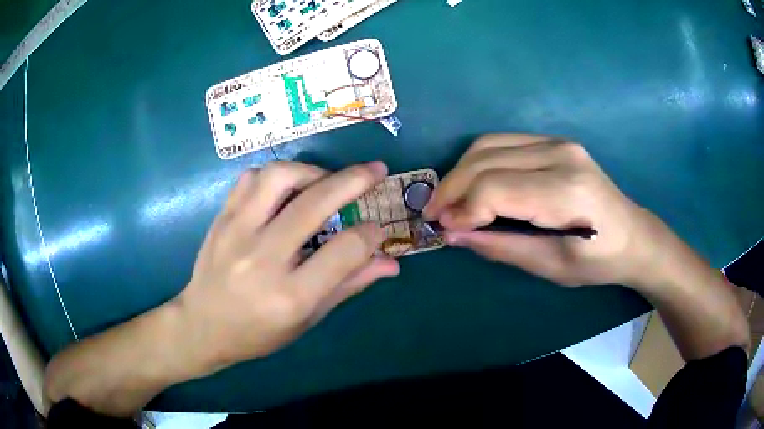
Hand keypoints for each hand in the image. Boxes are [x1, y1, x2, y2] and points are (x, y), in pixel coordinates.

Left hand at [176, 161, 399, 370]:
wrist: (201, 326)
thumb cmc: (257, 333)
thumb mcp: (307, 320)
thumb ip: (349, 285)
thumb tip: (391, 263)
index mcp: (291, 295)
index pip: (345, 250)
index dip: (371, 234)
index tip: (377, 229)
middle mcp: (263, 258)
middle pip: (316, 203)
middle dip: (354, 180)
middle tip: (375, 170)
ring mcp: (237, 232)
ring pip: (279, 176)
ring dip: (312, 171)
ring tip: (326, 180)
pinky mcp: (222, 218)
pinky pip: (251, 178)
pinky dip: (276, 175)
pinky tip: (286, 189)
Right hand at [425, 134, 660, 286]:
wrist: (632, 235)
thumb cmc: (597, 260)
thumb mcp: (551, 266)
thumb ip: (501, 246)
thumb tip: (454, 232)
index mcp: (565, 191)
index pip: (495, 188)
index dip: (462, 207)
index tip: (444, 228)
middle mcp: (559, 155)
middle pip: (485, 160)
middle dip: (451, 187)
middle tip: (434, 214)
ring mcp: (557, 142)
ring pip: (488, 145)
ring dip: (461, 172)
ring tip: (450, 200)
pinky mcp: (554, 141)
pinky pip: (503, 143)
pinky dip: (479, 162)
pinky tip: (474, 184)